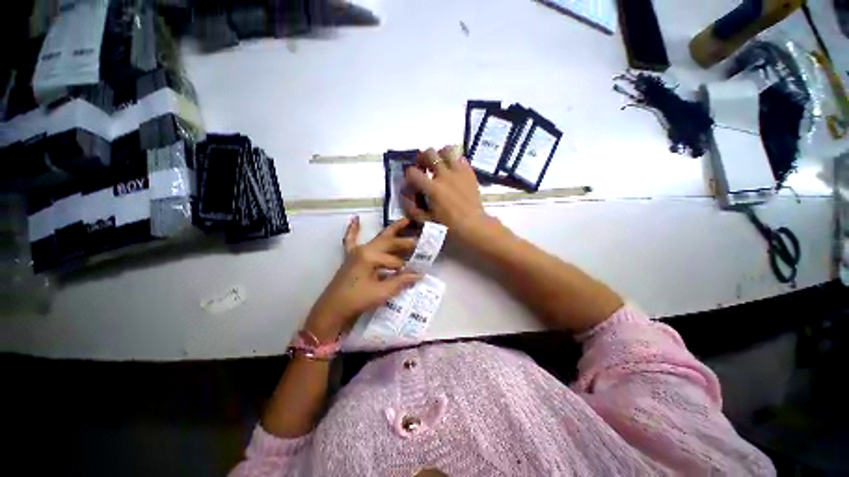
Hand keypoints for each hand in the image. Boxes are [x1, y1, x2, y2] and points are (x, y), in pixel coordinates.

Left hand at [304, 216, 421, 340]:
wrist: (332, 310)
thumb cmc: (357, 300)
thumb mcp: (382, 292)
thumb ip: (401, 281)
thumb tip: (419, 275)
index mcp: (370, 256)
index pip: (395, 260)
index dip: (405, 269)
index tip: (416, 272)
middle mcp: (364, 249)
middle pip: (389, 242)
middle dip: (405, 240)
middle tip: (420, 238)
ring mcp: (356, 251)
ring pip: (377, 238)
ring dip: (391, 230)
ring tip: (404, 221)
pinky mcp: (350, 256)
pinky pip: (351, 239)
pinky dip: (353, 229)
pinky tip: (355, 218)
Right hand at [403, 146, 493, 244]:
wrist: (472, 224)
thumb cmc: (448, 226)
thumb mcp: (426, 220)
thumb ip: (413, 207)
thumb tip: (405, 194)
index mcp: (432, 188)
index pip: (412, 172)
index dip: (409, 175)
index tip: (412, 180)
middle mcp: (444, 176)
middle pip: (429, 153)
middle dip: (423, 158)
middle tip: (424, 167)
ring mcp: (459, 172)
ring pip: (447, 150)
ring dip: (440, 155)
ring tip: (440, 164)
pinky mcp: (469, 173)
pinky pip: (461, 158)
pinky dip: (454, 160)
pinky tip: (453, 170)